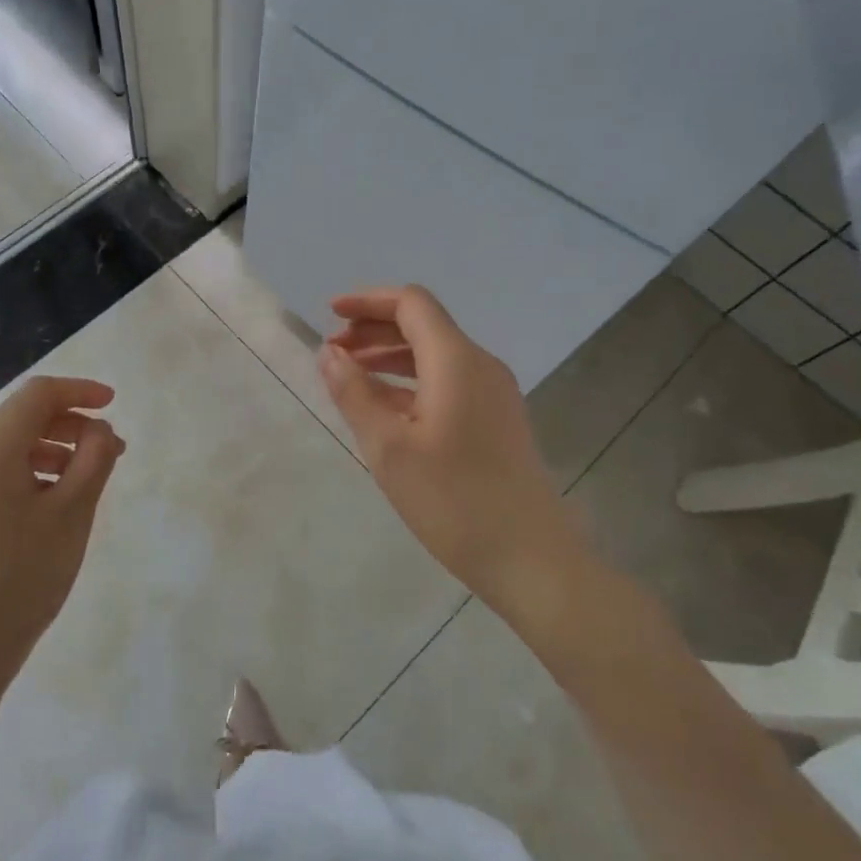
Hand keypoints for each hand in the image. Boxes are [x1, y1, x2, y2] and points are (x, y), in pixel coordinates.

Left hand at [0, 377, 124, 705]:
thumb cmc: (20, 579)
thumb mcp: (70, 515)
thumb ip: (93, 460)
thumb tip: (100, 430)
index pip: (37, 395)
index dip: (79, 391)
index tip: (114, 404)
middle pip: (22, 417)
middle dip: (70, 424)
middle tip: (111, 450)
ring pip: (11, 444)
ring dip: (55, 448)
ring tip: (91, 477)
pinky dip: (33, 471)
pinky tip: (58, 500)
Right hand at [318, 286, 588, 609]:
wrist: (531, 559)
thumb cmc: (453, 500)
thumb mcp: (388, 446)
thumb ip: (354, 393)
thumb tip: (329, 354)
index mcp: (457, 360)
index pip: (411, 303)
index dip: (368, 301)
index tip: (330, 314)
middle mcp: (480, 365)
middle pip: (423, 325)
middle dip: (374, 329)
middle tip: (333, 352)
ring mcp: (493, 394)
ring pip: (435, 354)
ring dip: (390, 357)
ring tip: (350, 377)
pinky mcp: (496, 420)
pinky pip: (447, 382)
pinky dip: (410, 382)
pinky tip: (384, 408)